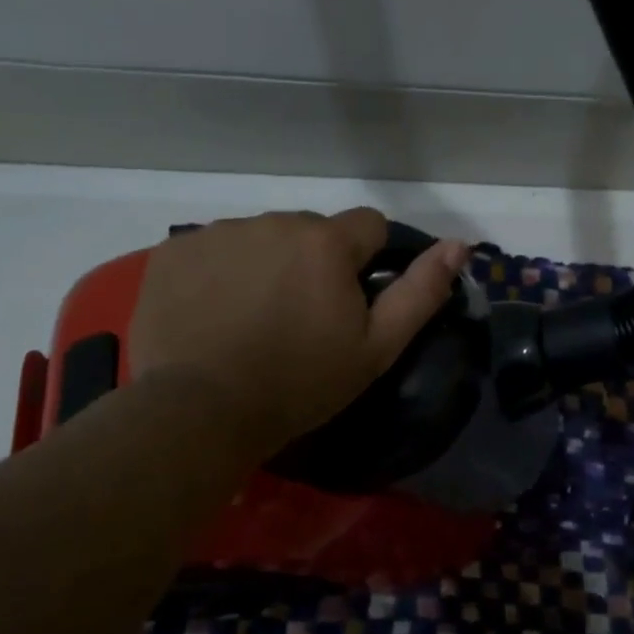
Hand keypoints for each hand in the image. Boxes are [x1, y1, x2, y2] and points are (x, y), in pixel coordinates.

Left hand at [127, 209, 467, 463]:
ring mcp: (219, 233)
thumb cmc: (301, 383)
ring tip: (254, 319)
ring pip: (261, 238)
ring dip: (267, 265)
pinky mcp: (174, 252)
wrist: (202, 411)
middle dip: (314, 262)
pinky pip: (213, 250)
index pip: (368, 225)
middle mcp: (273, 221)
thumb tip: (460, 244)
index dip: (369, 261)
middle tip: (301, 319)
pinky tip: (214, 314)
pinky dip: (220, 273)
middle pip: (311, 231)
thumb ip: (421, 291)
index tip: (352, 302)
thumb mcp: (376, 347)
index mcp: (326, 242)